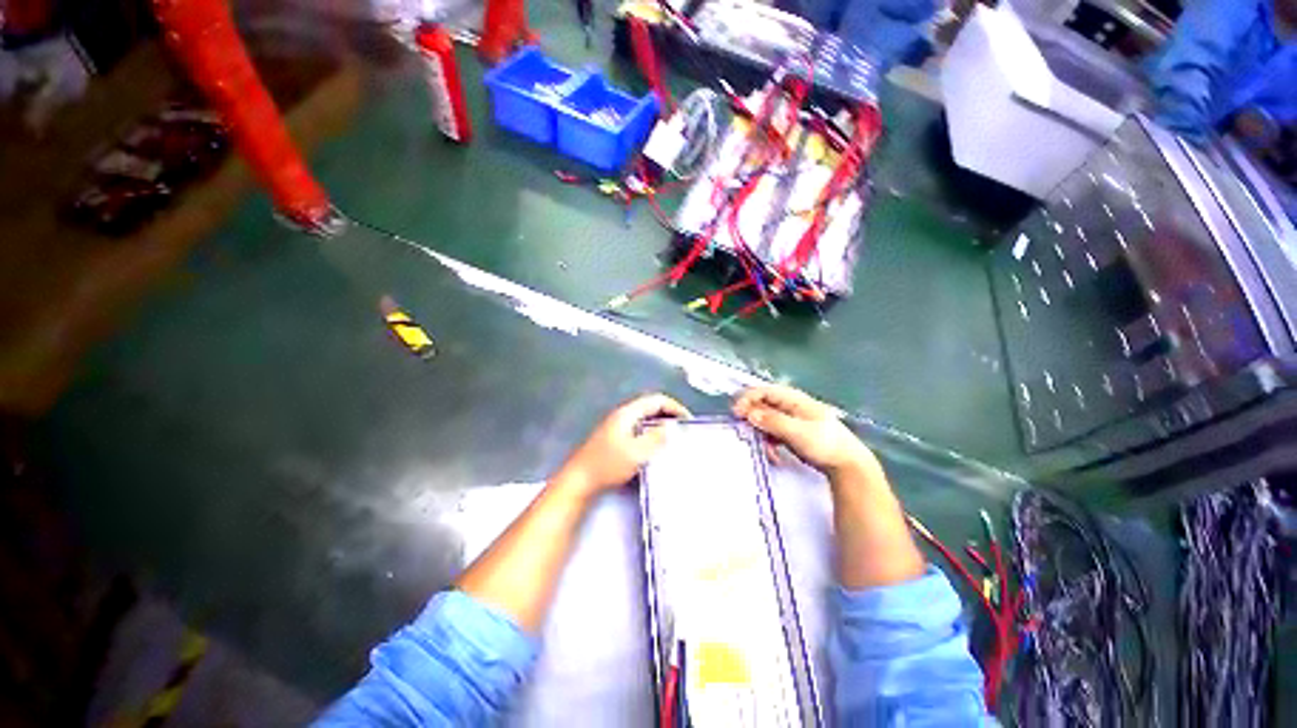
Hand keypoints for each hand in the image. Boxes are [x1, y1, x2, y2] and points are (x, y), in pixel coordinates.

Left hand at [553, 394, 690, 495]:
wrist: (579, 480)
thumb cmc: (607, 465)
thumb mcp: (636, 453)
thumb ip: (656, 438)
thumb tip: (672, 427)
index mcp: (627, 413)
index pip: (656, 400)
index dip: (674, 407)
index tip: (687, 420)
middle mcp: (622, 415)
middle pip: (650, 406)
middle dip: (669, 414)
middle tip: (682, 428)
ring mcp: (616, 426)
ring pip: (644, 417)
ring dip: (660, 423)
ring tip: (673, 437)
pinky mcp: (613, 437)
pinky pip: (638, 427)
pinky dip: (651, 431)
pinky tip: (654, 446)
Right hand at [732, 384, 873, 475]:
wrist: (848, 465)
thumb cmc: (824, 444)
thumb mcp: (797, 432)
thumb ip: (773, 421)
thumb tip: (749, 413)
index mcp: (795, 400)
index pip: (765, 391)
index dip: (748, 399)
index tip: (736, 412)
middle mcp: (792, 407)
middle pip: (764, 405)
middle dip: (753, 418)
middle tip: (744, 431)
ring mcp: (793, 421)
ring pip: (767, 421)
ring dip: (762, 434)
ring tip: (765, 450)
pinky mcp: (794, 434)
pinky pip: (774, 434)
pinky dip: (770, 443)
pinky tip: (773, 456)